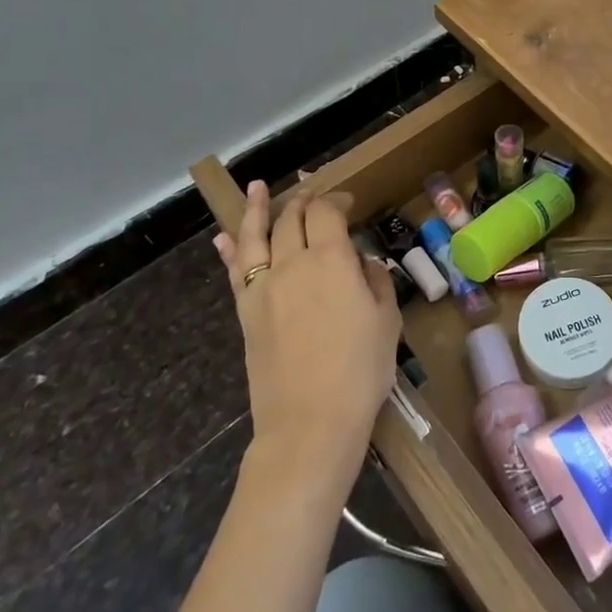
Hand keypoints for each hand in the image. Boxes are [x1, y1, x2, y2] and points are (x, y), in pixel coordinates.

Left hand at [217, 182, 400, 481]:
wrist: (309, 423)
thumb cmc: (360, 371)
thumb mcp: (386, 321)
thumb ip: (375, 282)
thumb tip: (362, 264)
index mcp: (332, 260)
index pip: (327, 213)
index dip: (336, 201)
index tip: (348, 203)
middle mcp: (293, 263)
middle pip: (292, 218)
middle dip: (303, 201)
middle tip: (312, 195)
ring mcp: (263, 287)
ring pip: (255, 235)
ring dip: (257, 209)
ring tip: (256, 188)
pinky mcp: (246, 312)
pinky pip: (235, 271)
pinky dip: (230, 249)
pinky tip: (224, 237)